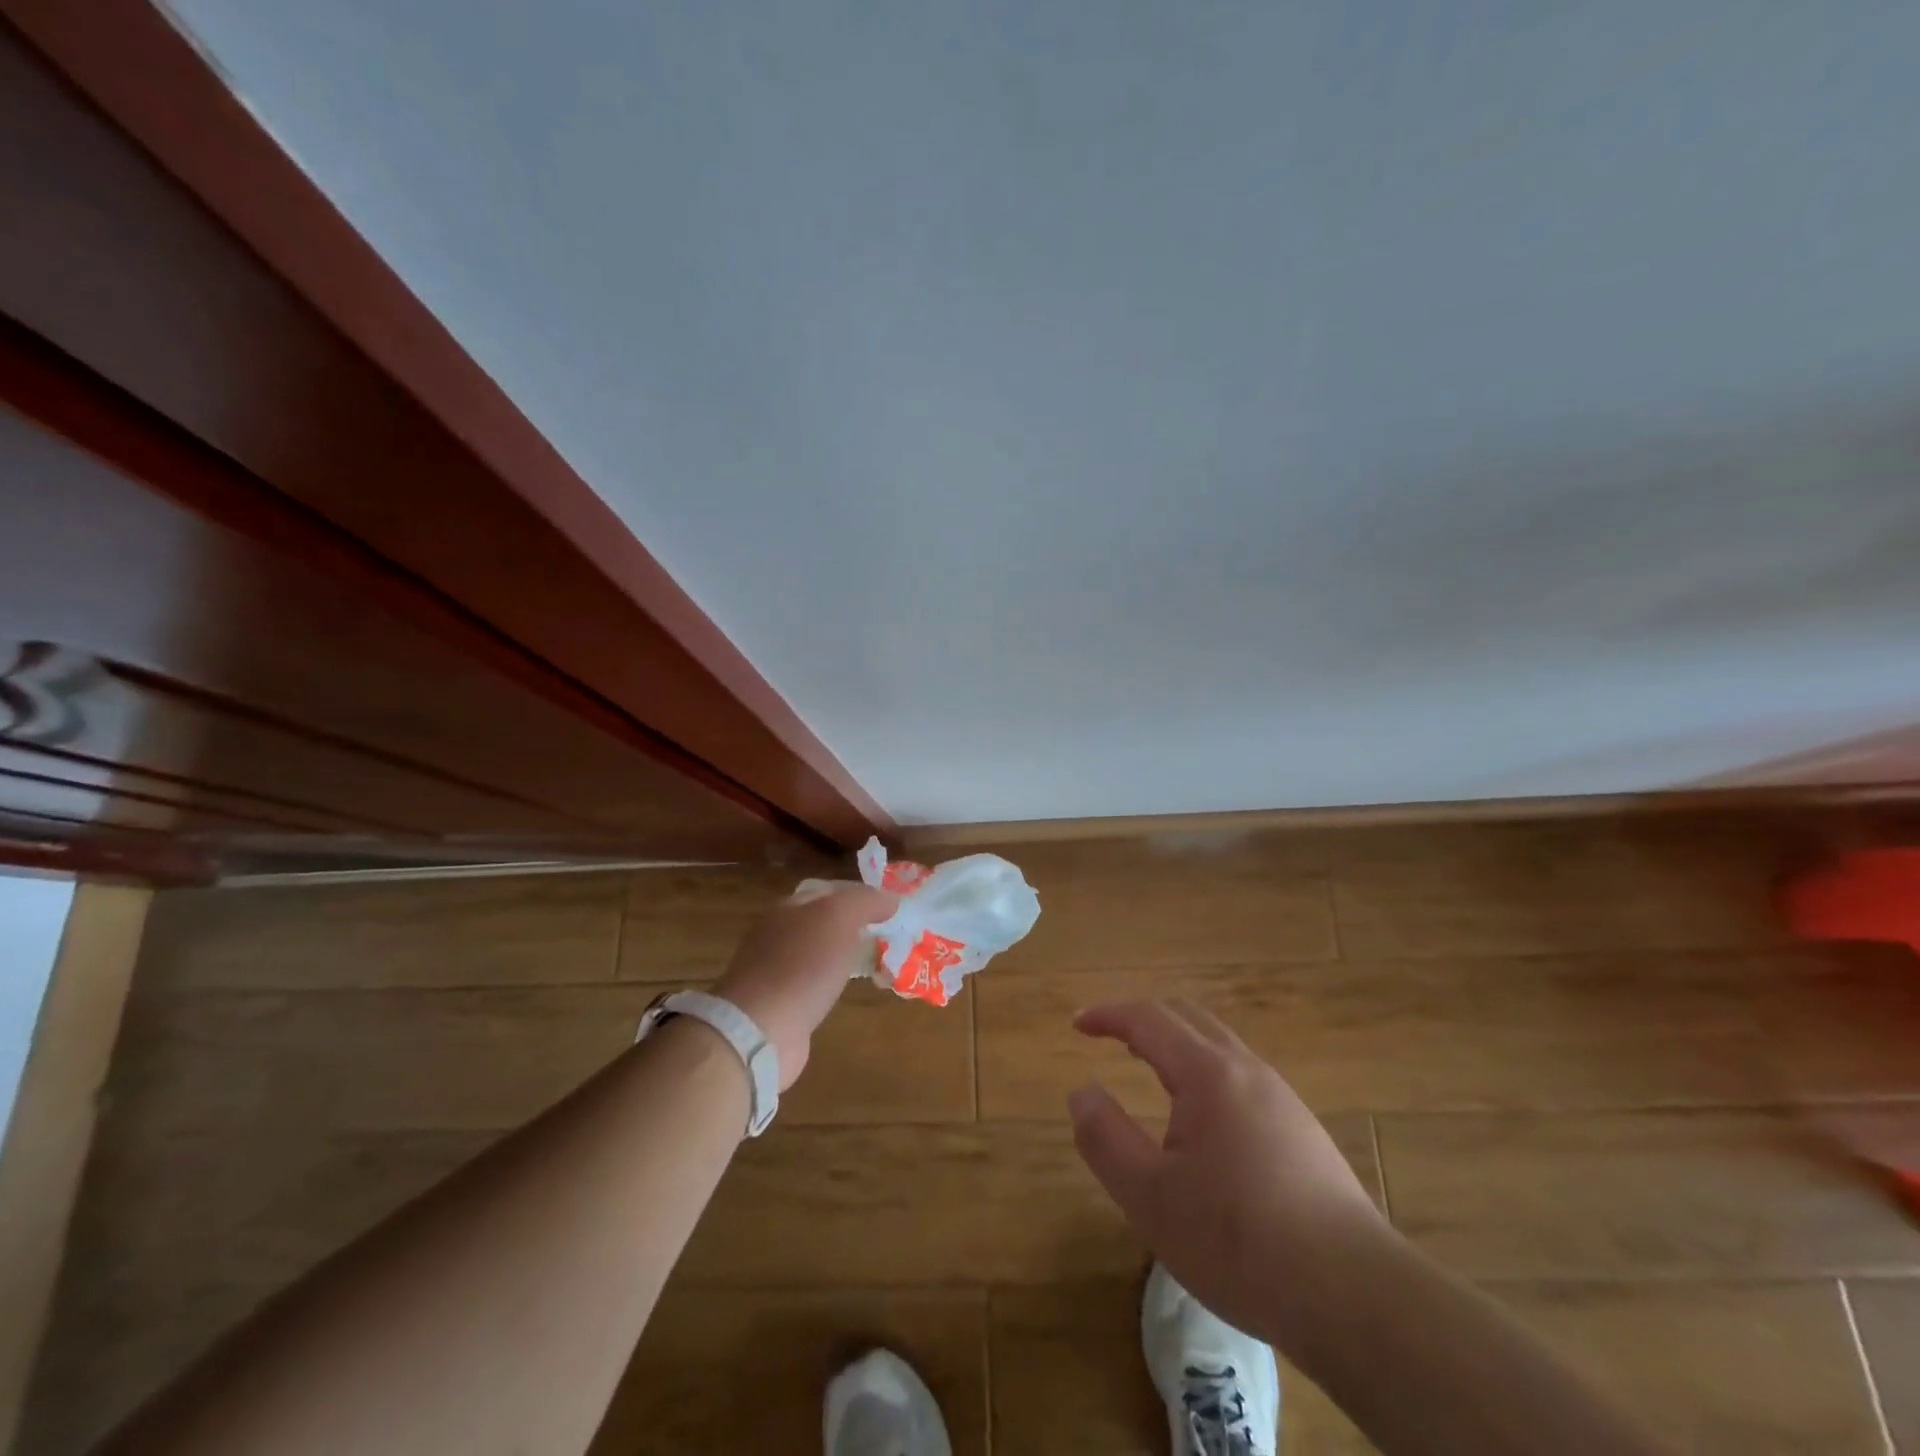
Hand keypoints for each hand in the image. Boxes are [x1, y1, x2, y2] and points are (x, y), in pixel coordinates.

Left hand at [714, 882, 895, 1089]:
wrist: (760, 1029)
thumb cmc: (802, 965)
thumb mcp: (839, 918)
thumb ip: (866, 901)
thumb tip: (891, 899)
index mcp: (788, 907)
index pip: (831, 891)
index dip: (861, 896)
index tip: (891, 910)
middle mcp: (777, 934)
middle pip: (822, 922)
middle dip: (853, 927)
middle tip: (887, 937)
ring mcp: (774, 971)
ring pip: (817, 954)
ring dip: (842, 957)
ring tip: (873, 963)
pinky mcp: (777, 1005)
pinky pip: (812, 985)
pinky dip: (830, 985)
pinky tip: (844, 993)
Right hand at [1068, 999, 1387, 1344]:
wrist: (1357, 1295)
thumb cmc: (1240, 1242)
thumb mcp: (1151, 1198)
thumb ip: (1105, 1138)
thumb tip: (1082, 1092)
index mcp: (1207, 1073)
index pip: (1148, 1019)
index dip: (1108, 1015)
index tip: (1078, 1024)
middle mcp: (1246, 1069)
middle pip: (1187, 1017)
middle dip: (1142, 1018)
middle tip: (1108, 1036)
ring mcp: (1281, 1096)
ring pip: (1218, 1044)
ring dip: (1176, 1042)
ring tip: (1148, 1068)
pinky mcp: (1302, 1127)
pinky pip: (1240, 1073)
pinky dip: (1203, 1068)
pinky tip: (1202, 1118)